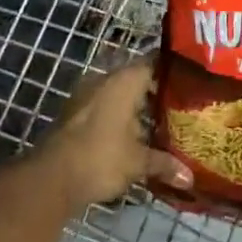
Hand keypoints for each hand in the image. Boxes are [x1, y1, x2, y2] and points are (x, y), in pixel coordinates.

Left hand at [32, 58, 190, 211]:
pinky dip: (118, 118)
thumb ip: (165, 164)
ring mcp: (84, 97)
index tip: (191, 80)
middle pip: (136, 78)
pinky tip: (133, 136)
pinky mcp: (72, 115)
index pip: (154, 62)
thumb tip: (190, 178)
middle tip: (182, 106)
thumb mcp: (139, 163)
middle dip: (156, 92)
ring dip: (135, 107)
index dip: (173, 70)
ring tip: (160, 123)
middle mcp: (104, 80)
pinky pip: (103, 108)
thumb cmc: (101, 158)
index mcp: (124, 81)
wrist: (49, 179)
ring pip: (118, 94)